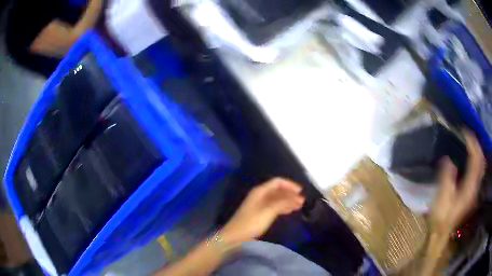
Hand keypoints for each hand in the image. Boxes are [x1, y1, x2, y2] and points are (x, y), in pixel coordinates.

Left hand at [221, 178, 304, 244]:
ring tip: (299, 206)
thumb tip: (296, 196)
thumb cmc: (251, 222)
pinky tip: (290, 211)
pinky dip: (283, 207)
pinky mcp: (260, 213)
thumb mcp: (268, 211)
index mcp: (260, 191)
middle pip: (278, 190)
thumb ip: (282, 202)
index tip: (300, 191)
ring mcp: (260, 204)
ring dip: (288, 201)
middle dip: (290, 194)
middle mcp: (260, 195)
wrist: (235, 236)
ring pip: (277, 199)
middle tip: (302, 201)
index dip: (290, 185)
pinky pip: (274, 206)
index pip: (277, 182)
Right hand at [430, 130, 484, 234]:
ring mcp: (474, 190)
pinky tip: (471, 158)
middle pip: (481, 161)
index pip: (475, 159)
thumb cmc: (441, 216)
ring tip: (471, 143)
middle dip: (477, 145)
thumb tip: (448, 159)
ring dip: (478, 152)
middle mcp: (475, 187)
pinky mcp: (471, 193)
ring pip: (481, 166)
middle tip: (468, 135)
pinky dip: (476, 161)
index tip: (464, 132)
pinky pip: (478, 172)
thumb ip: (446, 178)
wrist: (441, 232)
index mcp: (469, 187)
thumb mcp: (442, 198)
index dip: (472, 143)